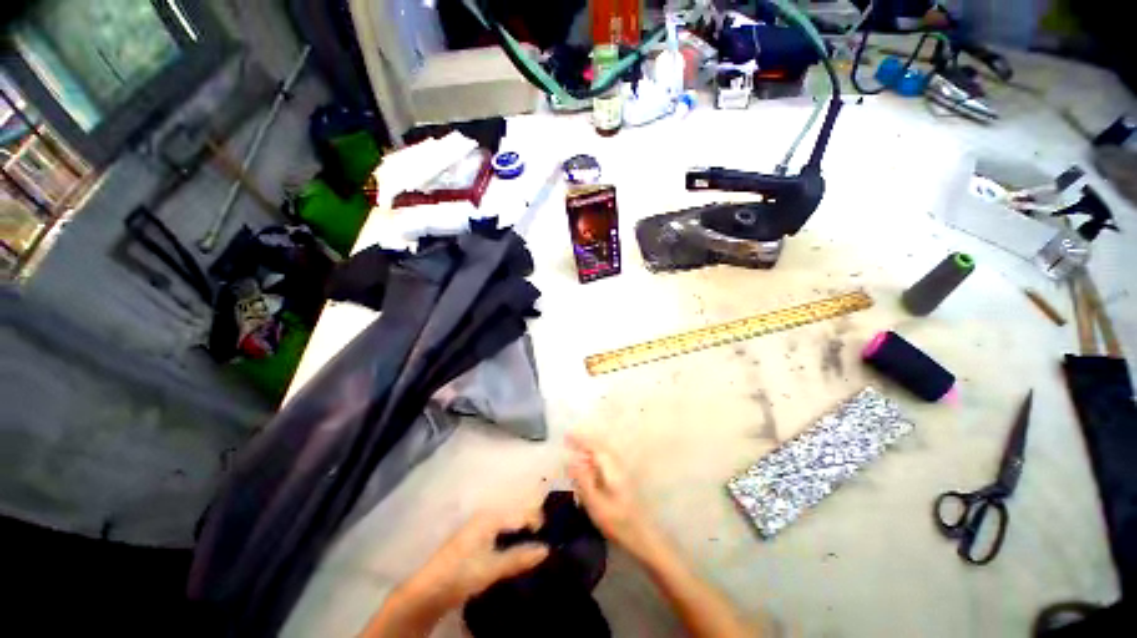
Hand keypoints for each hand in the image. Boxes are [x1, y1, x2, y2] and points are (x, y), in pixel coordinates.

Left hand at [401, 507, 548, 611]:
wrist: (428, 590)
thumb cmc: (462, 573)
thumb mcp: (493, 567)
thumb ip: (520, 557)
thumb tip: (546, 549)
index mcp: (491, 515)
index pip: (522, 511)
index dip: (537, 521)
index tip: (549, 536)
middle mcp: (486, 514)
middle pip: (515, 514)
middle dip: (530, 524)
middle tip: (543, 540)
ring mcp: (479, 525)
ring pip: (508, 522)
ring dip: (520, 532)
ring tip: (532, 546)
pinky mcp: (474, 537)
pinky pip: (500, 530)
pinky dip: (510, 537)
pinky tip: (514, 551)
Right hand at [567, 433, 659, 555]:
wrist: (642, 537)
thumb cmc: (617, 522)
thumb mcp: (595, 503)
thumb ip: (583, 480)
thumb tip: (570, 461)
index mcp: (611, 468)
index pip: (594, 446)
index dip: (580, 440)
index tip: (566, 436)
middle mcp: (617, 465)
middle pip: (599, 447)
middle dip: (584, 442)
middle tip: (568, 442)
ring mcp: (621, 472)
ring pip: (603, 454)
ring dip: (589, 450)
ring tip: (574, 454)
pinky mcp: (622, 480)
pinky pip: (605, 461)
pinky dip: (594, 459)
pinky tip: (587, 468)